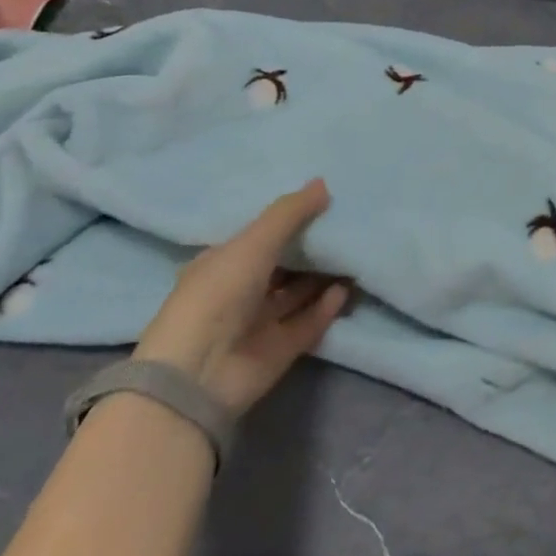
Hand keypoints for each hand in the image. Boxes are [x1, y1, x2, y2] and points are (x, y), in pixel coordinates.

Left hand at [134, 179, 348, 416]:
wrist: (199, 373)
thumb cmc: (218, 293)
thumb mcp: (254, 242)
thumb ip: (290, 213)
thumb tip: (324, 183)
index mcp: (222, 264)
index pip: (260, 238)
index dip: (288, 222)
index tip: (324, 204)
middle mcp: (240, 292)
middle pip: (283, 265)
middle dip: (312, 248)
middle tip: (348, 225)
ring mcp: (259, 323)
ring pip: (298, 293)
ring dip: (324, 277)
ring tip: (356, 254)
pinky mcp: (280, 349)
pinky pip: (308, 322)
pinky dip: (327, 306)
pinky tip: (347, 289)